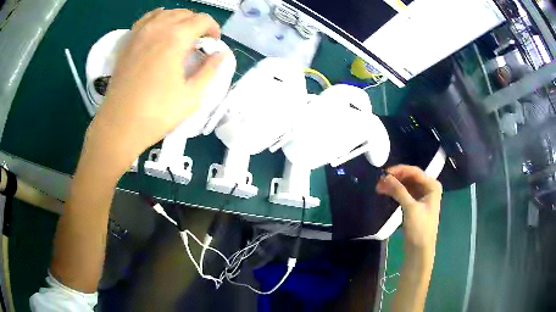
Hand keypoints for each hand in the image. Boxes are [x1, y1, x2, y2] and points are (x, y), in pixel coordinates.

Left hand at [86, 8, 223, 172]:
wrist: (119, 126)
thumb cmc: (157, 113)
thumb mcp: (192, 96)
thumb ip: (210, 70)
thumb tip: (221, 54)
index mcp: (176, 38)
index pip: (202, 20)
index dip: (213, 29)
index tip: (213, 43)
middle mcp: (158, 28)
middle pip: (184, 14)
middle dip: (197, 24)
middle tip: (199, 43)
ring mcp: (140, 33)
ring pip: (165, 13)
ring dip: (179, 20)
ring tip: (181, 37)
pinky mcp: (128, 42)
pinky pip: (146, 20)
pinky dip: (158, 19)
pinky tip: (160, 28)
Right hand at [376, 165, 442, 251]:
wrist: (419, 250)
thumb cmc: (419, 229)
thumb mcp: (410, 208)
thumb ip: (399, 191)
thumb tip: (385, 177)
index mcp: (432, 186)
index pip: (414, 172)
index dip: (399, 170)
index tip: (384, 172)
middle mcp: (428, 188)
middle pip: (410, 177)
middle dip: (395, 178)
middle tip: (379, 181)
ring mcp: (422, 196)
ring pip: (406, 185)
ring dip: (393, 185)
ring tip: (379, 188)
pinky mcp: (415, 204)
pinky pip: (404, 193)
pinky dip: (395, 192)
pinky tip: (385, 192)